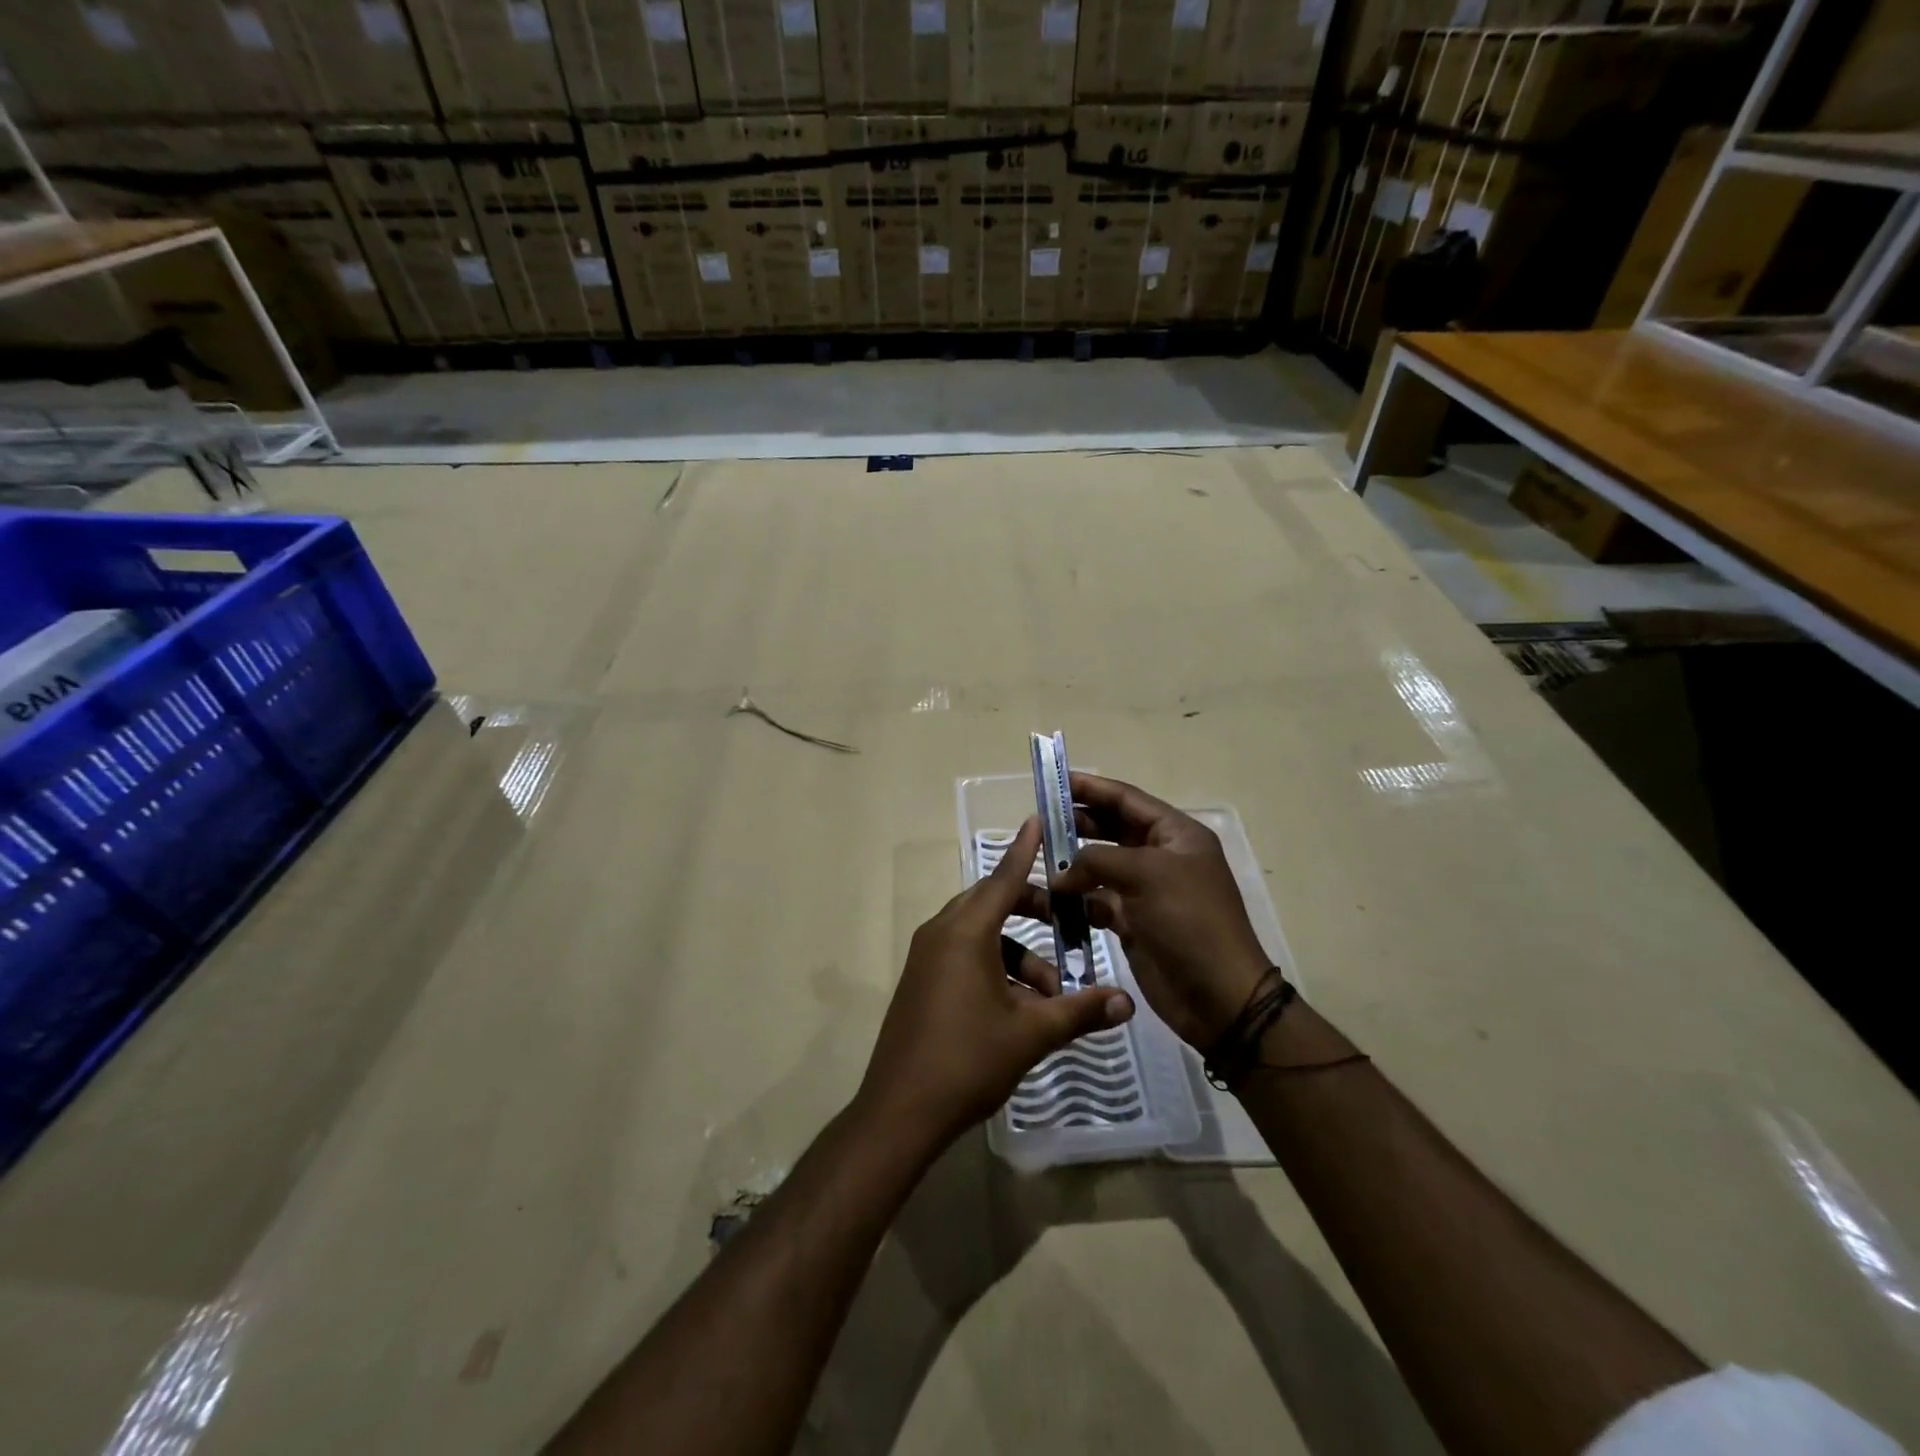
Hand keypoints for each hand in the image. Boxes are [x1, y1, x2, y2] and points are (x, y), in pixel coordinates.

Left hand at [858, 817, 1134, 1150]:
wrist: (900, 1111)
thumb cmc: (968, 1060)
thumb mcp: (1031, 1034)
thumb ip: (1080, 1011)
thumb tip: (1127, 1002)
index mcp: (965, 932)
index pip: (1003, 877)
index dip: (1025, 850)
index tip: (1039, 819)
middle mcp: (941, 933)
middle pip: (992, 903)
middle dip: (1032, 910)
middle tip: (1068, 924)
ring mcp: (927, 958)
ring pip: (981, 935)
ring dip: (1018, 953)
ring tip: (1052, 993)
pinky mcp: (922, 981)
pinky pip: (964, 956)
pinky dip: (995, 967)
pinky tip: (1021, 1008)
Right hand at [1050, 772, 1271, 1050]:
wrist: (1218, 996)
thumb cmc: (1189, 921)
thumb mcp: (1147, 874)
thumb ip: (1098, 859)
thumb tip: (1061, 873)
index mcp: (1176, 834)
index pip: (1128, 800)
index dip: (1092, 788)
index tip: (1055, 781)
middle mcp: (1161, 857)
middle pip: (1112, 829)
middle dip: (1078, 824)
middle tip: (1040, 822)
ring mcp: (1147, 891)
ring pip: (1101, 866)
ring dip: (1073, 864)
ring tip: (1040, 860)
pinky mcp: (1133, 922)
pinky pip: (1098, 901)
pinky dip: (1077, 900)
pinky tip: (1052, 899)